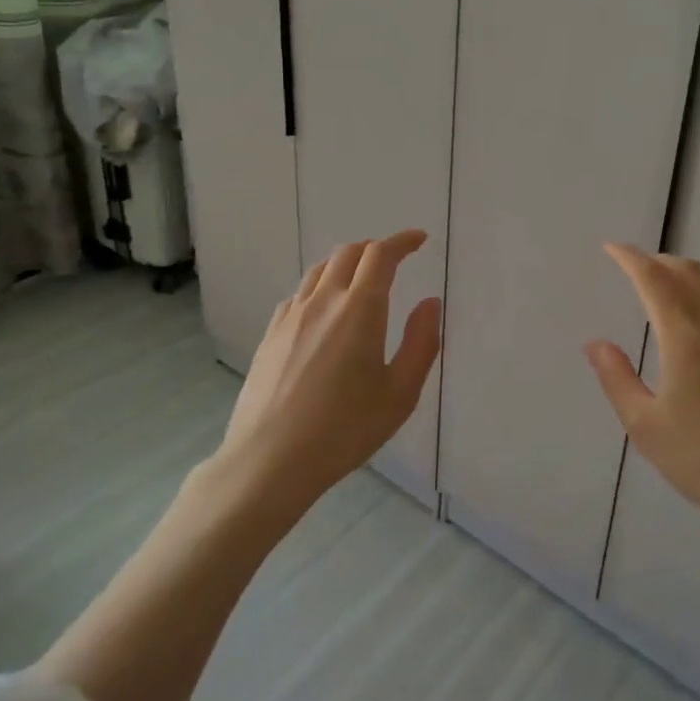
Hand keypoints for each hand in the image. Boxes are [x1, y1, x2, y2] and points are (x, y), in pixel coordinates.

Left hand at [220, 229, 441, 509]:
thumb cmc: (345, 429)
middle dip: (375, 249)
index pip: (381, 255)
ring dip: (346, 263)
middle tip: (394, 260)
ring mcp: (291, 316)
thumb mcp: (400, 393)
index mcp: (359, 309)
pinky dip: (321, 287)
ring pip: (320, 270)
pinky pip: (299, 294)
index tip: (419, 240)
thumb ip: (421, 342)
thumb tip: (429, 302)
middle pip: (348, 253)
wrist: (270, 460)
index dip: (402, 241)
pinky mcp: (270, 335)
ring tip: (361, 280)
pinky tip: (325, 312)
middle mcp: (323, 301)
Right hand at [585, 243, 699, 529]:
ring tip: (674, 284)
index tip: (613, 248)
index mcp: (685, 339)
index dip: (631, 259)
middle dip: (660, 263)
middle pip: (690, 275)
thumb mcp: (646, 426)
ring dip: (691, 276)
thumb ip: (617, 379)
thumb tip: (596, 342)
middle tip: (639, 266)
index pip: (654, 281)